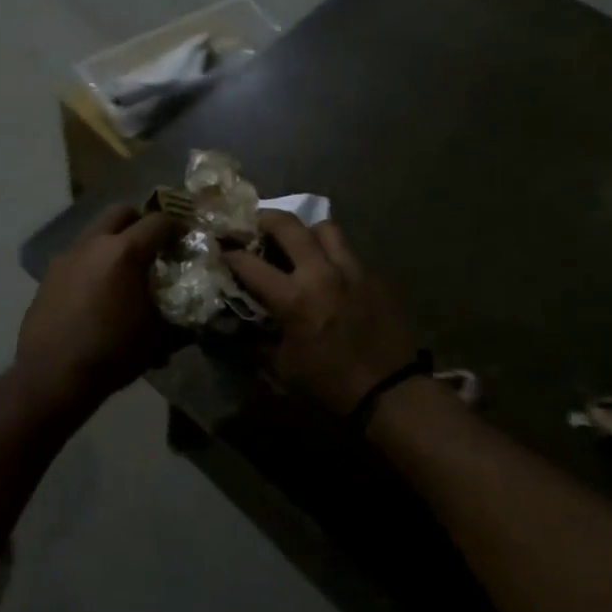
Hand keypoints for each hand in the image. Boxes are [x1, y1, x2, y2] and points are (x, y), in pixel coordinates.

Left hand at [16, 206, 176, 407]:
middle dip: (141, 222)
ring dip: (114, 239)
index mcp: (125, 252)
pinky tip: (99, 290)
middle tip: (154, 246)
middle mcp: (94, 243)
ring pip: (96, 230)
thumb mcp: (158, 338)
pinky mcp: (50, 273)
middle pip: (122, 212)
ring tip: (125, 269)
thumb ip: (182, 319)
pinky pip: (78, 254)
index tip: (186, 240)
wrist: (52, 375)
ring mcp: (68, 255)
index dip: (178, 227)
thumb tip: (201, 316)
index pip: (159, 221)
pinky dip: (94, 260)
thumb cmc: (112, 353)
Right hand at [225, 213, 418, 417]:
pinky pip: (347, 251)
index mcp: (294, 298)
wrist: (389, 392)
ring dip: (305, 232)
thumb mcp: (282, 367)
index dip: (230, 253)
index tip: (222, 248)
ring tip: (297, 244)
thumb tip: (233, 327)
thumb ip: (255, 341)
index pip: (250, 263)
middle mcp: (322, 273)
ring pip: (325, 228)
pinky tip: (327, 273)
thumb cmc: (328, 384)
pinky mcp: (373, 276)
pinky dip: (331, 254)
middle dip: (265, 219)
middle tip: (254, 225)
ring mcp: (352, 270)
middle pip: (289, 224)